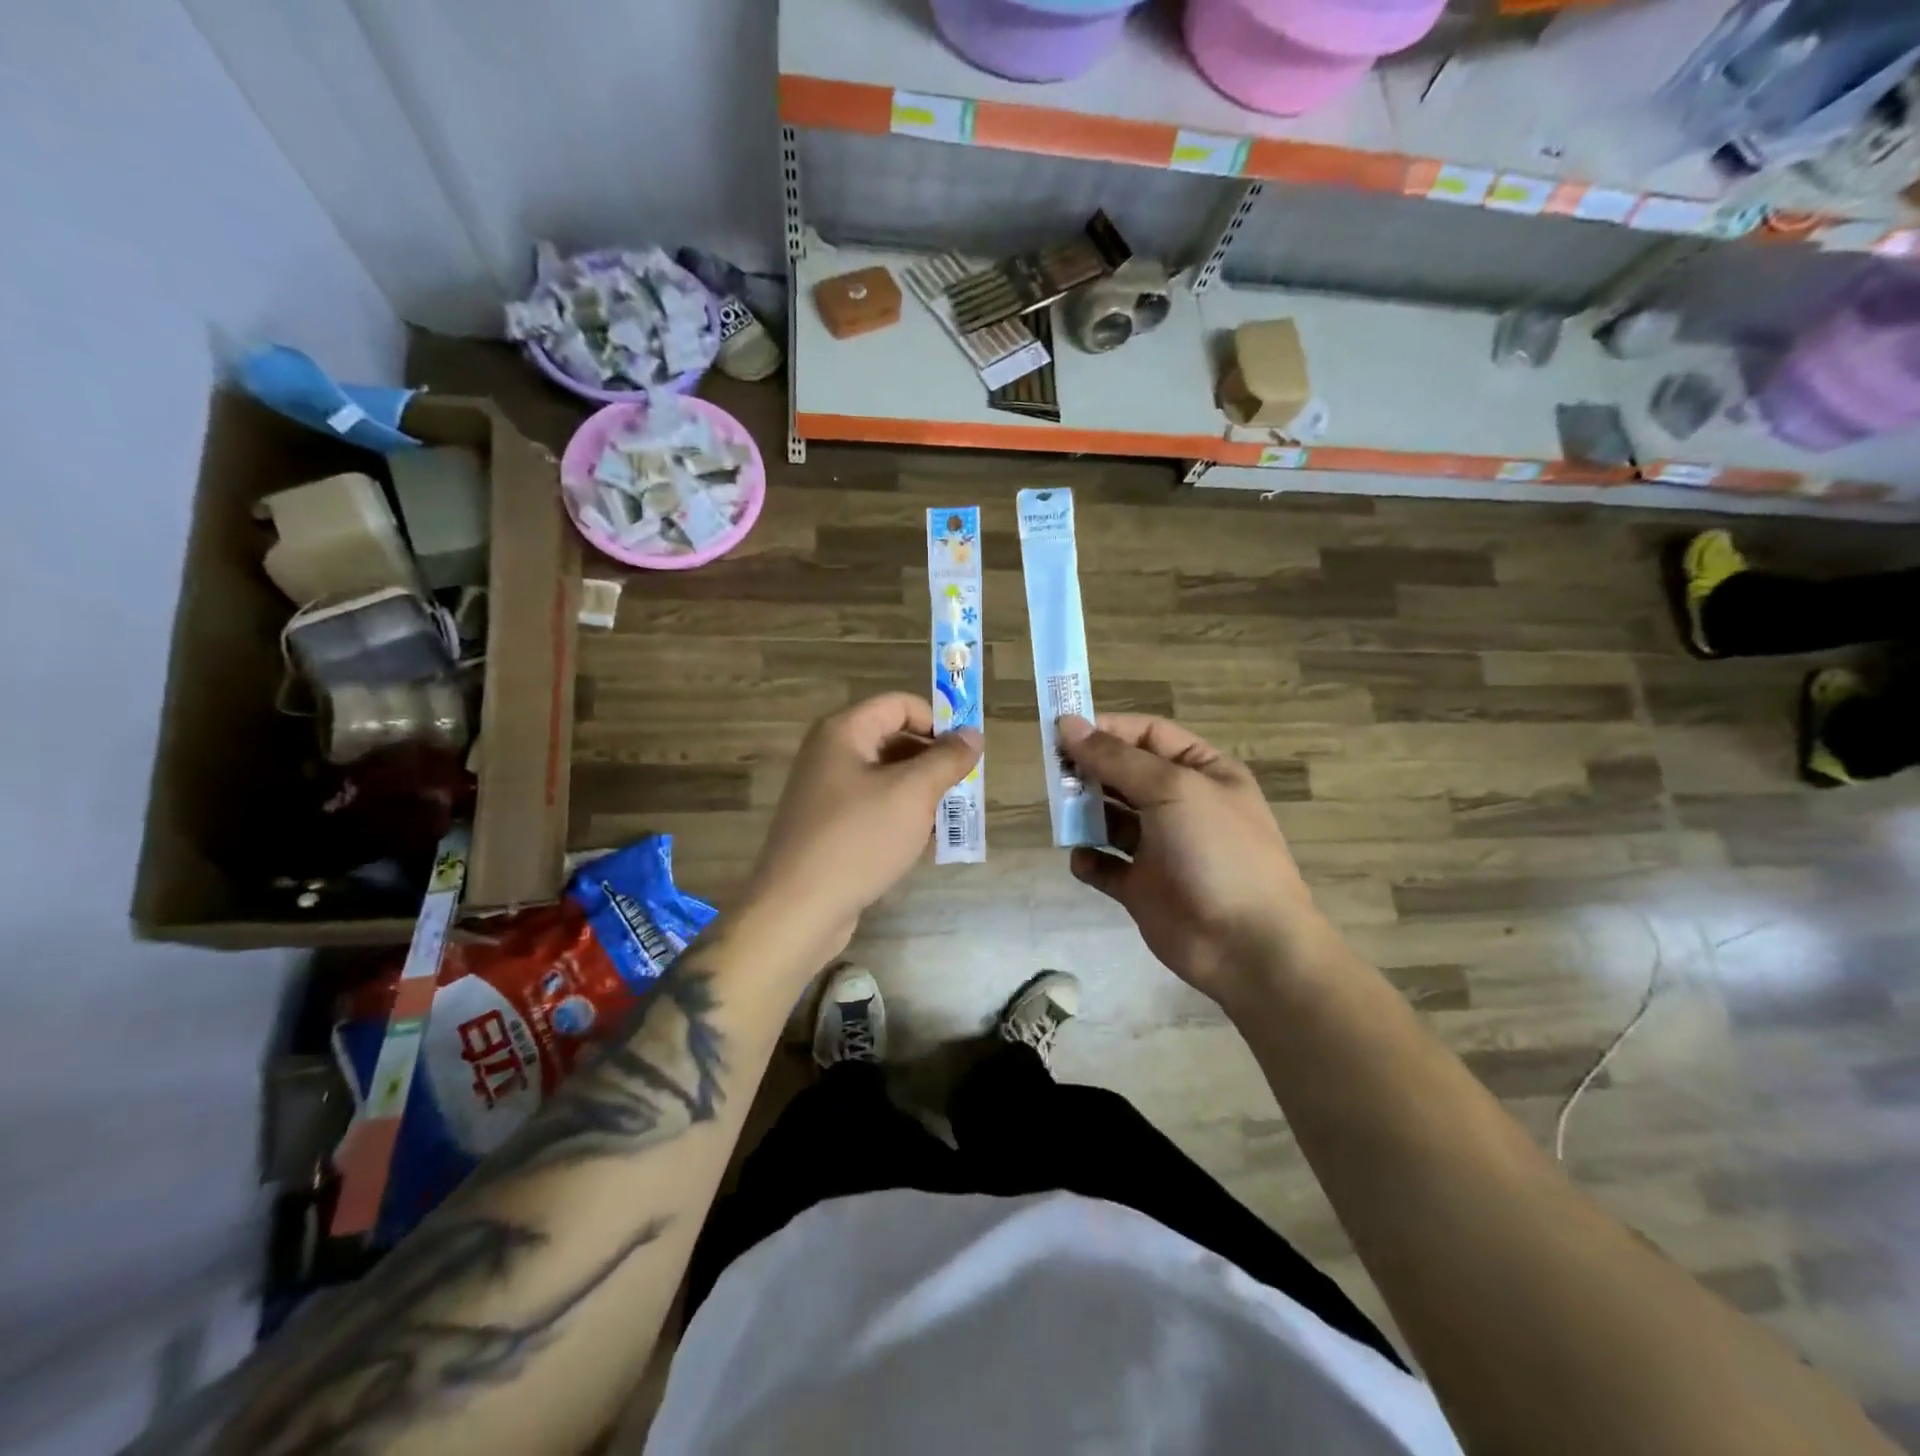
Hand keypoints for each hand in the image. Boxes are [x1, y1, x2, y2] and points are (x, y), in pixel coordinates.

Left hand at [747, 693, 981, 959]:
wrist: (798, 909)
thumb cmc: (858, 839)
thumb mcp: (913, 794)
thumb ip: (946, 759)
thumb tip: (973, 734)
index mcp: (844, 732)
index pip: (900, 705)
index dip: (936, 722)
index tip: (965, 755)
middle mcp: (830, 754)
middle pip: (893, 739)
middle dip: (932, 762)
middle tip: (962, 791)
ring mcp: (826, 792)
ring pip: (886, 778)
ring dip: (920, 794)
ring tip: (947, 821)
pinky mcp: (828, 826)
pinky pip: (873, 807)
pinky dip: (900, 817)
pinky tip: (922, 844)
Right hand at [1059, 714, 1331, 1005]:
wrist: (1246, 945)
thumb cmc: (1217, 851)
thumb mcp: (1172, 789)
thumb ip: (1116, 758)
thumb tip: (1068, 724)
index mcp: (1202, 772)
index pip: (1149, 734)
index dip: (1108, 729)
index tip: (1064, 732)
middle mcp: (1181, 805)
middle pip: (1125, 774)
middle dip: (1091, 771)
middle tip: (1056, 774)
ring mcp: (1161, 848)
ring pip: (1111, 819)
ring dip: (1085, 813)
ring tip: (1064, 814)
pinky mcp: (1143, 888)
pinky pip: (1106, 866)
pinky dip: (1090, 860)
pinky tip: (1083, 858)